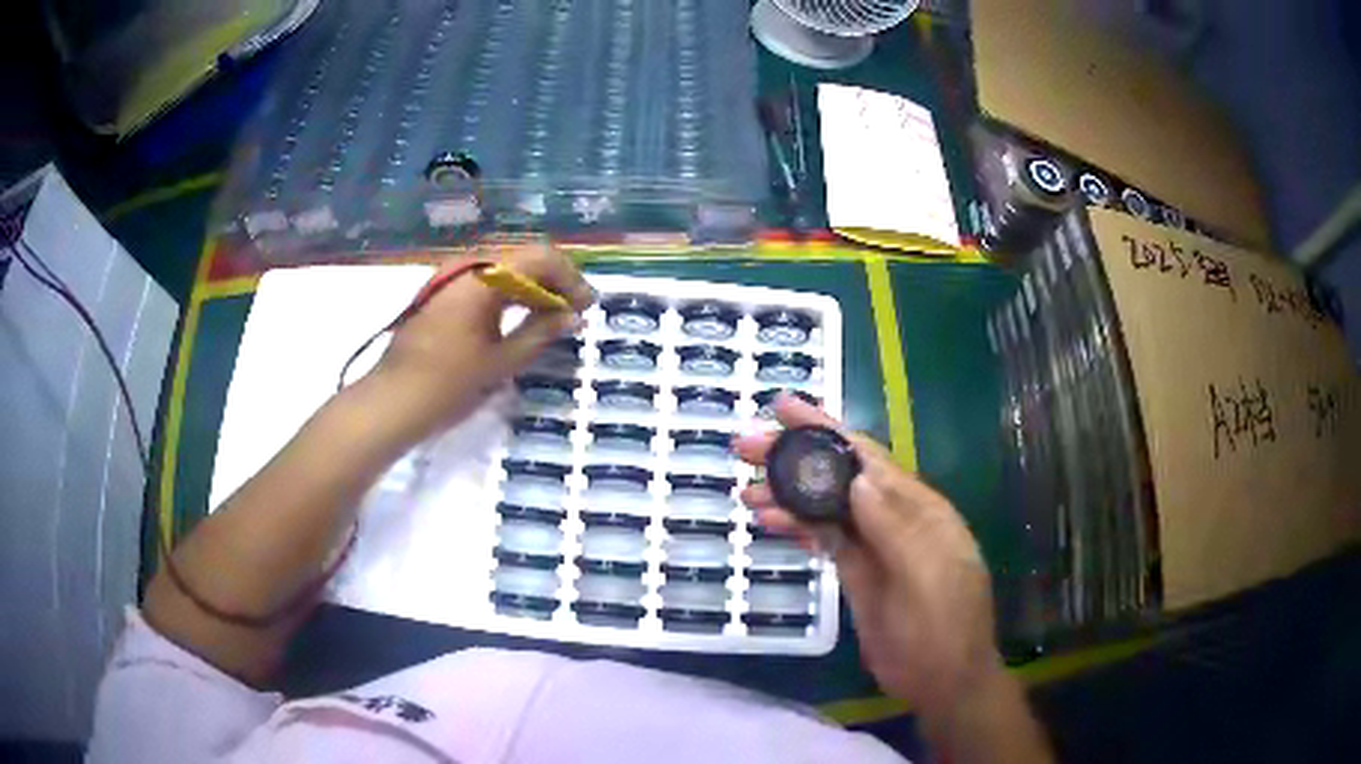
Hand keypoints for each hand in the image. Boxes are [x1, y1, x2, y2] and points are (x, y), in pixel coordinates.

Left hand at [371, 243, 592, 439]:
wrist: (391, 400)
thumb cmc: (447, 383)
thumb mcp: (501, 361)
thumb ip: (540, 332)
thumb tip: (572, 315)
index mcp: (484, 278)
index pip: (541, 258)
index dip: (570, 277)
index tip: (587, 305)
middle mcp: (468, 266)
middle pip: (523, 258)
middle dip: (553, 280)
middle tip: (574, 310)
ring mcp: (451, 277)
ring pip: (504, 269)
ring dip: (531, 287)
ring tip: (551, 316)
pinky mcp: (442, 292)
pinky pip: (485, 281)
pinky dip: (508, 294)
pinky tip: (518, 316)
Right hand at [734, 395, 1003, 713]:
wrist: (942, 680)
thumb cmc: (941, 628)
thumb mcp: (925, 576)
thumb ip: (895, 528)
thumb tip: (859, 478)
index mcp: (916, 508)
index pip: (865, 457)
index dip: (825, 429)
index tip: (782, 407)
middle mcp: (893, 518)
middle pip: (839, 477)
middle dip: (794, 458)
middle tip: (744, 447)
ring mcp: (873, 546)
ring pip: (826, 508)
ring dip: (788, 495)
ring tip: (745, 489)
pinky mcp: (858, 572)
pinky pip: (824, 539)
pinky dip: (797, 527)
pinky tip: (769, 521)